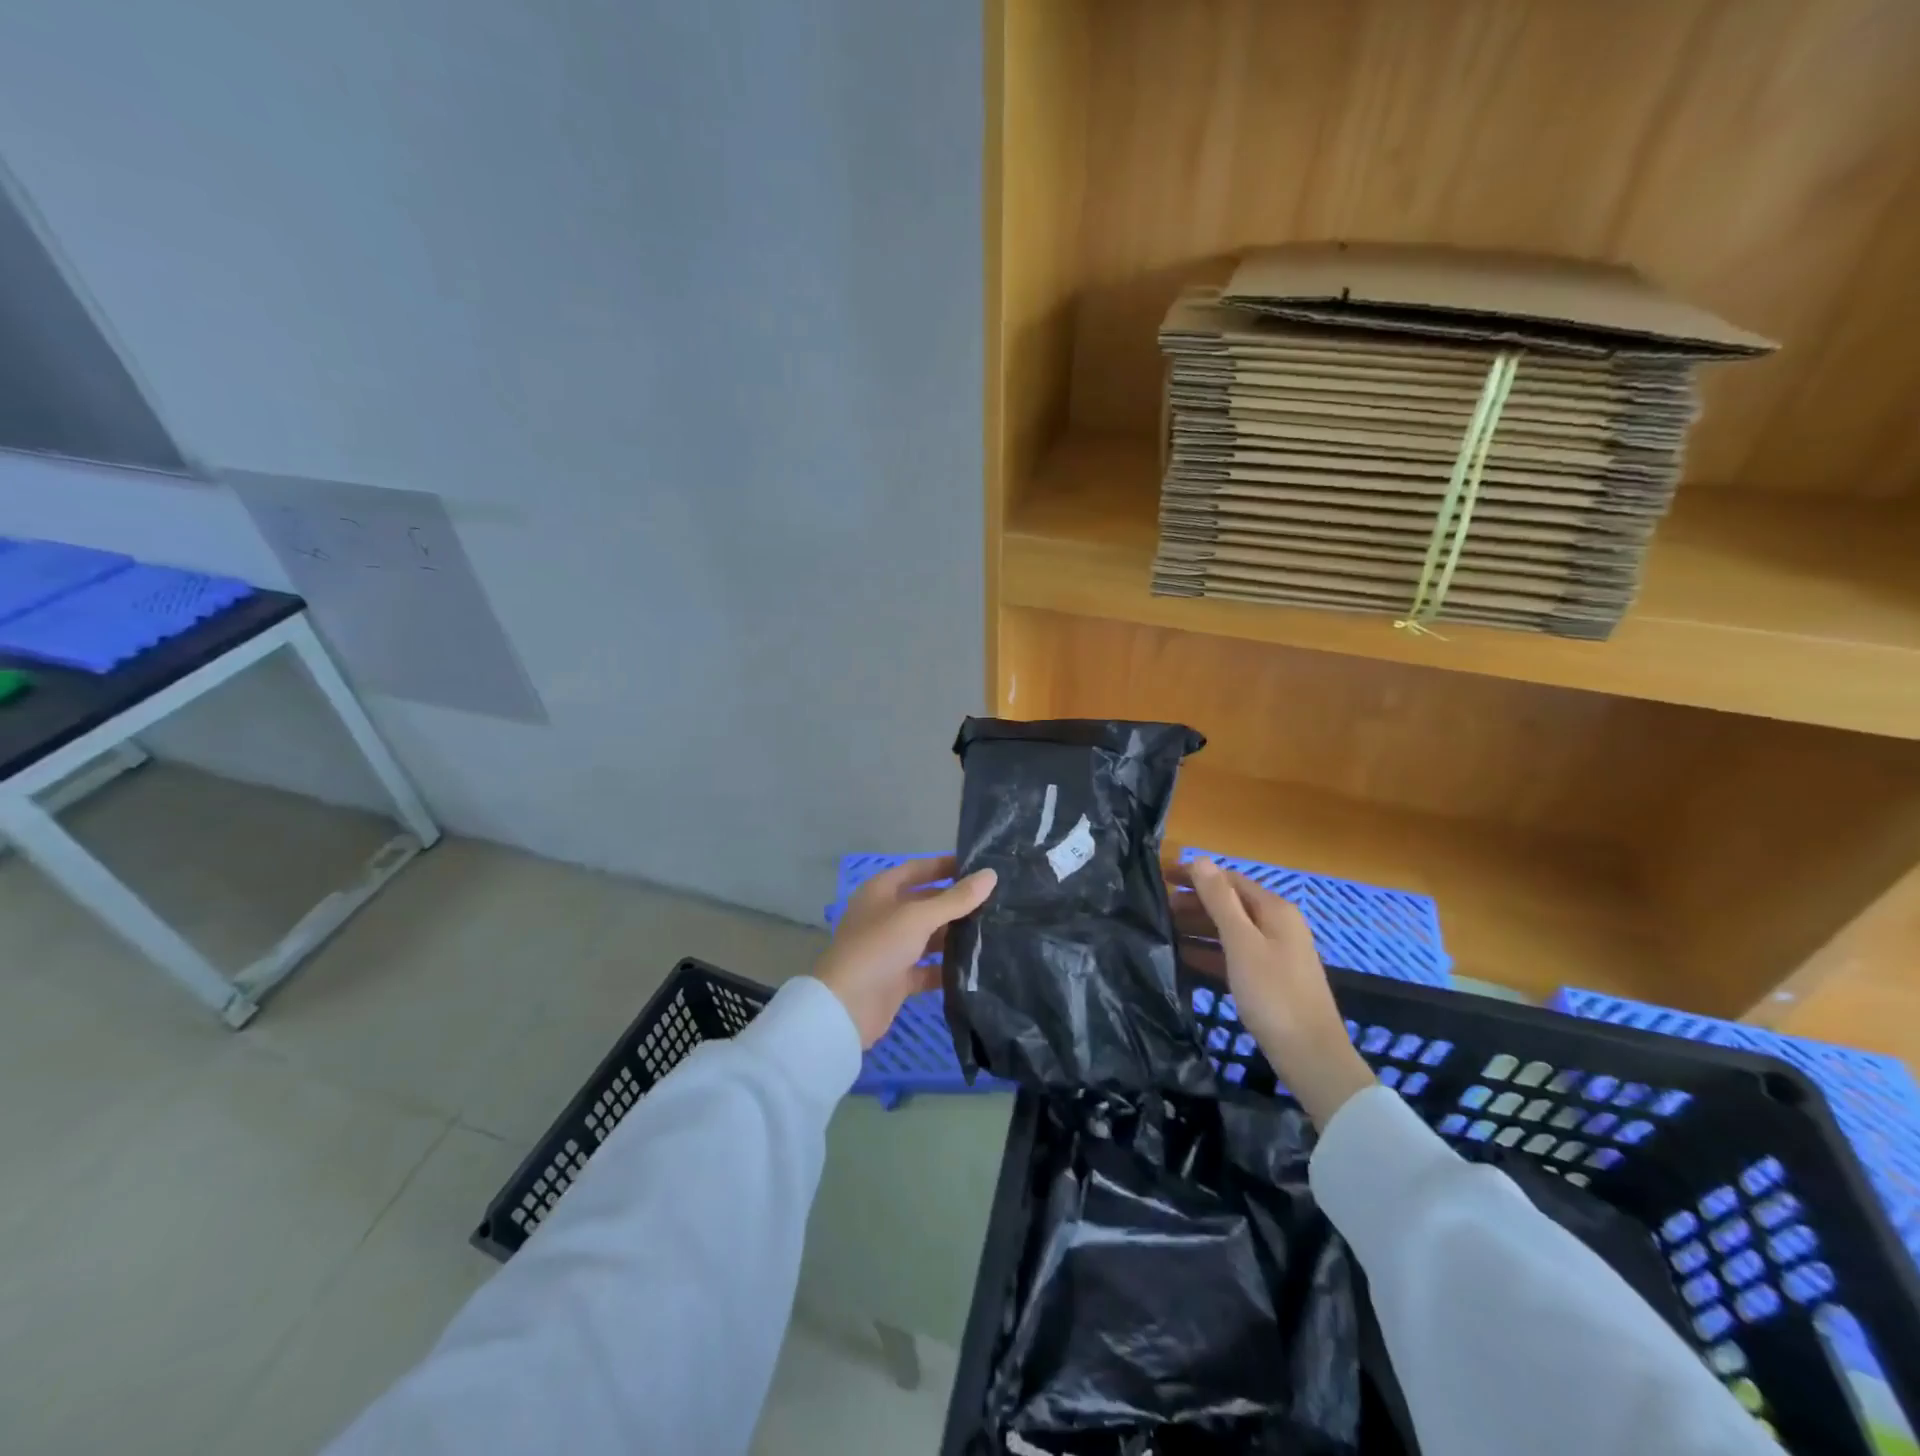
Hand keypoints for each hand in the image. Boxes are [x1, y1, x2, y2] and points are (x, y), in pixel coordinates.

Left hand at [814, 856, 996, 1047]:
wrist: (846, 1008)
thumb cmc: (878, 947)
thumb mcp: (918, 917)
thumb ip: (956, 898)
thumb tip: (991, 875)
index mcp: (882, 891)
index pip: (919, 869)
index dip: (946, 865)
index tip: (980, 866)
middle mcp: (886, 915)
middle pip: (927, 902)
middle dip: (957, 903)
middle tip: (997, 901)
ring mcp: (891, 948)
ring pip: (930, 936)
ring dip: (956, 935)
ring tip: (995, 931)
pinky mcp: (898, 978)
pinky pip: (929, 967)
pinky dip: (948, 967)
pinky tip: (978, 966)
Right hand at [1180, 858, 1375, 1127]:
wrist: (1310, 1055)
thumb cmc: (1272, 994)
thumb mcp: (1241, 943)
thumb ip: (1219, 901)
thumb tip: (1200, 859)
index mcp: (1274, 910)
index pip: (1229, 879)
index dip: (1195, 875)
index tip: (1161, 877)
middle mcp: (1278, 925)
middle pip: (1230, 903)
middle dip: (1194, 902)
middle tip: (1158, 908)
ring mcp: (1276, 952)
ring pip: (1230, 930)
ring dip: (1199, 927)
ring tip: (1165, 930)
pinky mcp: (1270, 978)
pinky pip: (1234, 954)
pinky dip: (1210, 952)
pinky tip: (1185, 958)